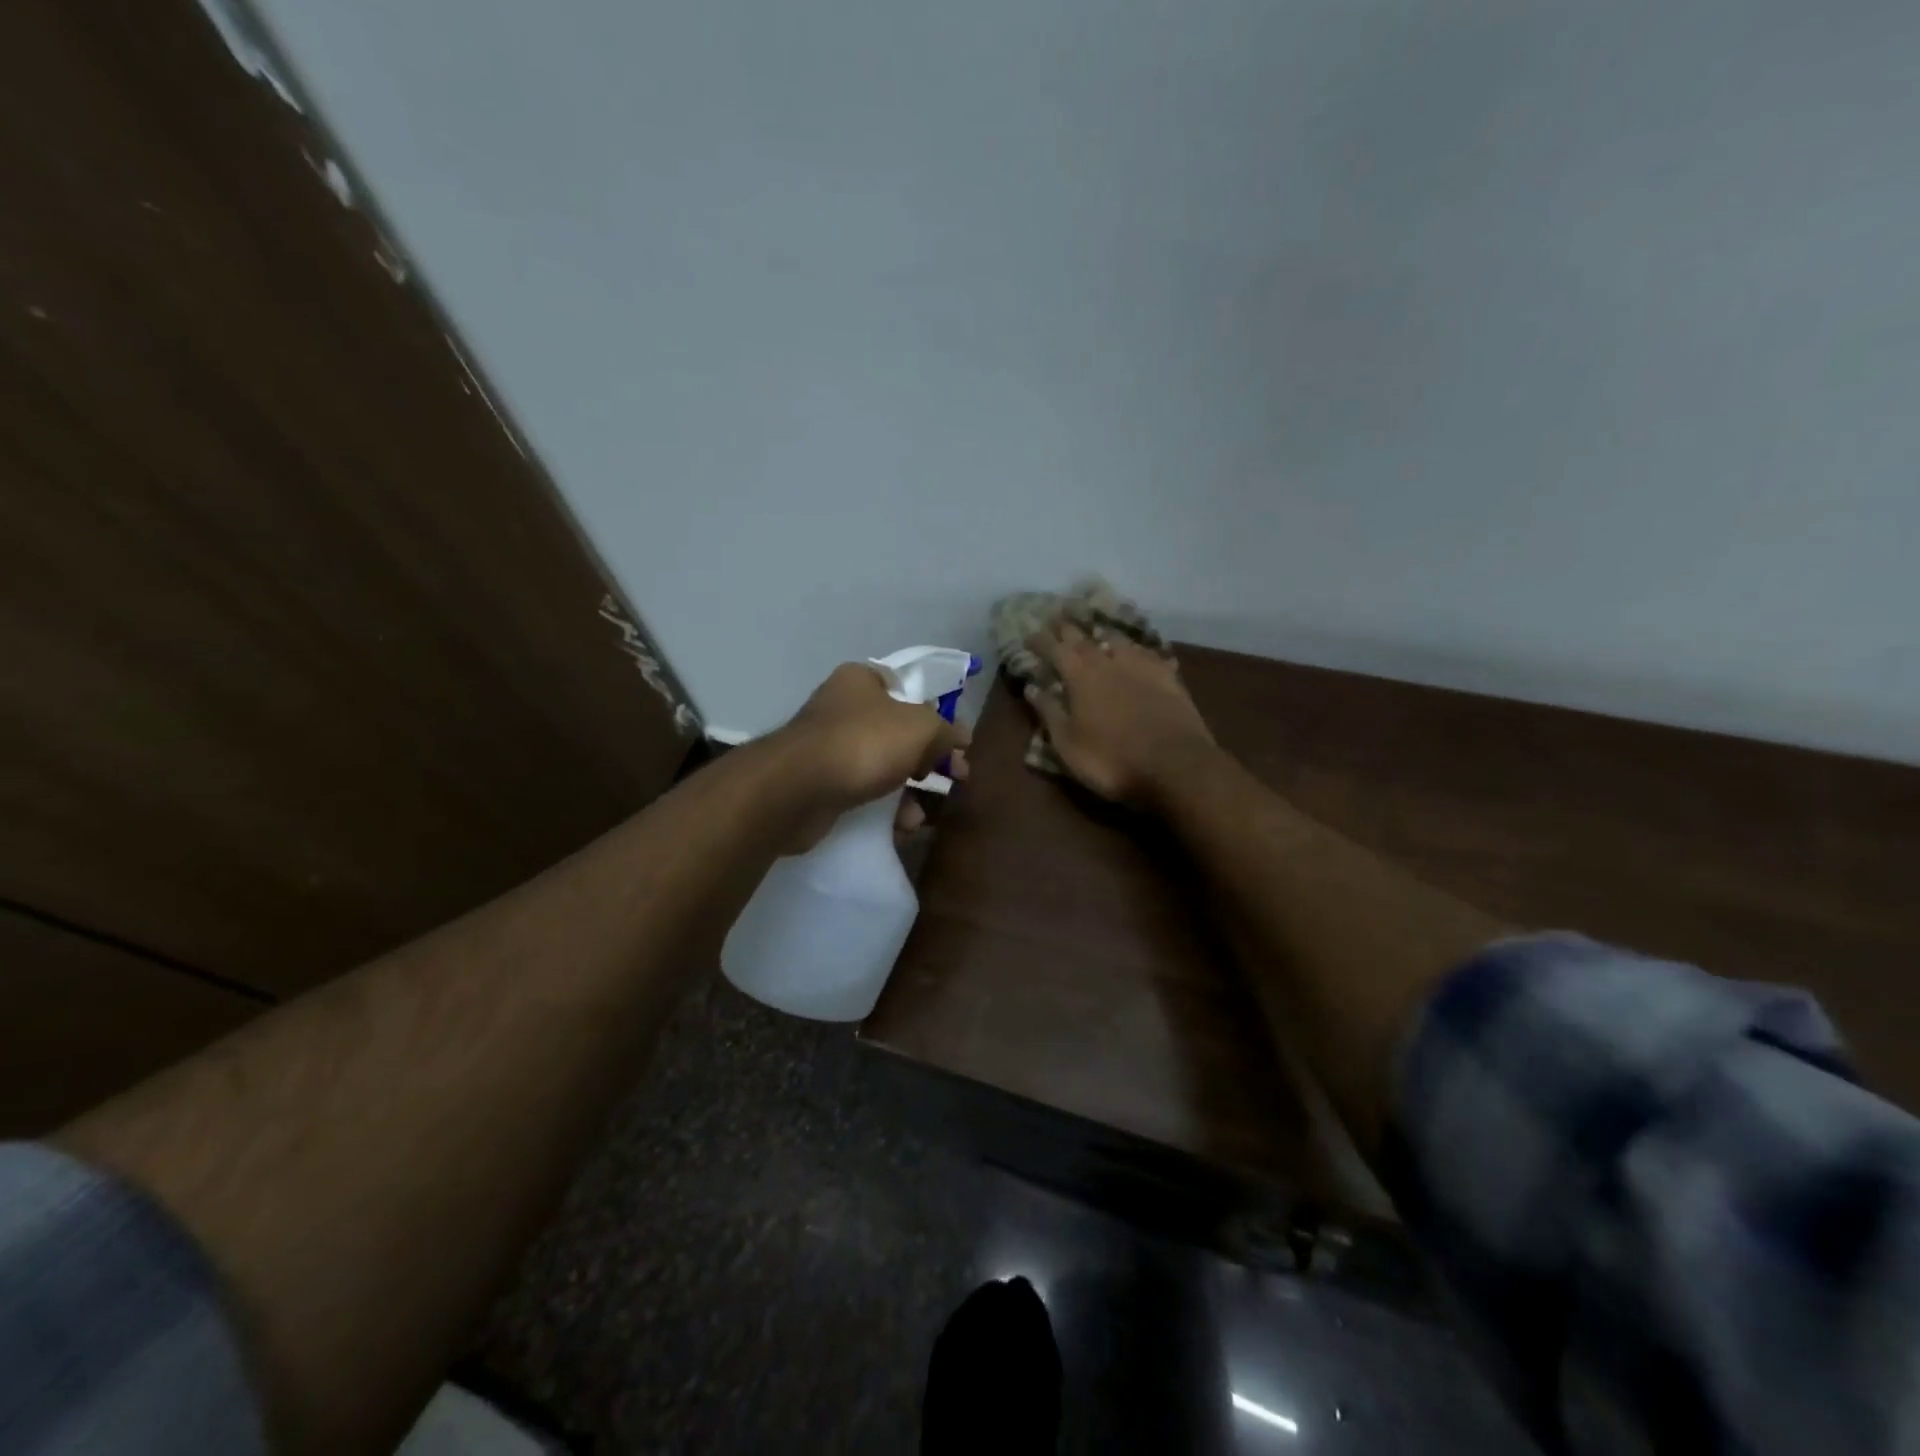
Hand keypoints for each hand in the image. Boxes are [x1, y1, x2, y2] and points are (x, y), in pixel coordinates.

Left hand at [778, 663, 970, 851]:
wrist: (797, 790)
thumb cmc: (864, 743)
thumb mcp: (921, 729)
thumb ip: (946, 731)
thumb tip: (961, 738)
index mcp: (862, 681)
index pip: (908, 691)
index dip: (938, 717)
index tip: (957, 745)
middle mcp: (842, 708)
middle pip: (899, 733)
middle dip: (929, 760)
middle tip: (954, 780)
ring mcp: (828, 748)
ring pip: (882, 766)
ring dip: (908, 791)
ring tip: (922, 815)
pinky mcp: (820, 784)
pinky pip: (863, 792)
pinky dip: (884, 808)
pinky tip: (901, 826)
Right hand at [1024, 623, 1216, 808]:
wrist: (1175, 765)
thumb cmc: (1111, 760)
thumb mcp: (1068, 744)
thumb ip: (1049, 712)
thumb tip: (1031, 686)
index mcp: (1080, 676)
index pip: (1054, 648)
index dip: (1040, 639)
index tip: (1029, 632)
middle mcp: (1108, 662)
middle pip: (1084, 637)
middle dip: (1067, 627)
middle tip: (1057, 616)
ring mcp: (1142, 666)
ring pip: (1117, 639)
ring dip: (1102, 632)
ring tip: (1095, 628)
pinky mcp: (1168, 677)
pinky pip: (1146, 653)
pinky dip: (1134, 648)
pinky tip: (1136, 651)